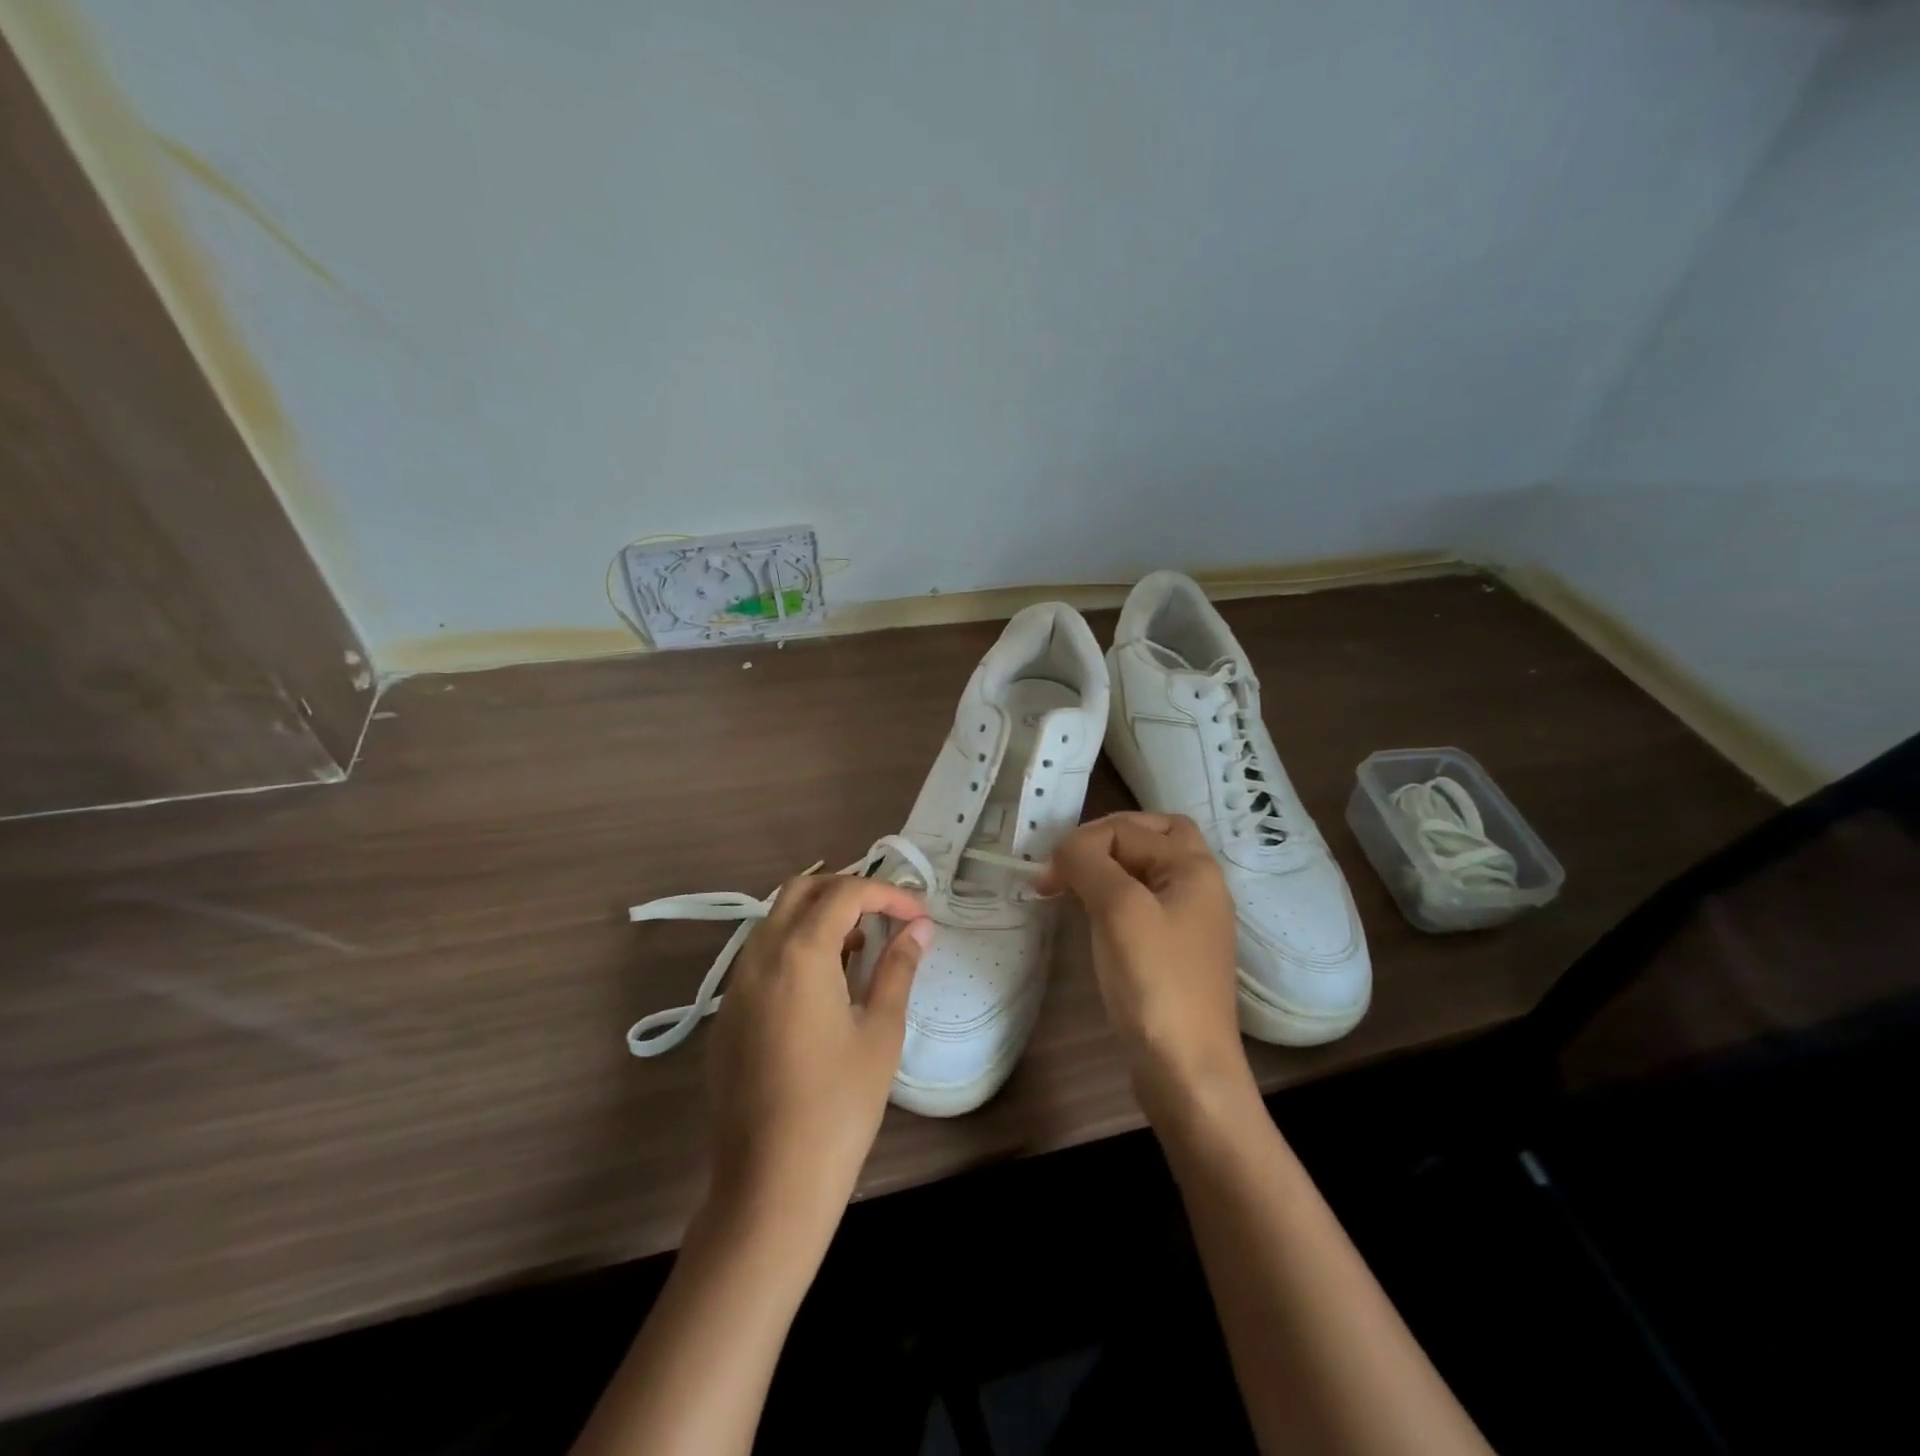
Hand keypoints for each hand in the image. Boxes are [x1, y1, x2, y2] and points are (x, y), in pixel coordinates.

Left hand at [703, 873, 931, 1244]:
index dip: (888, 893)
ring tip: (861, 948)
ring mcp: (736, 985)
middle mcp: (759, 956)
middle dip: (847, 891)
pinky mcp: (728, 1014)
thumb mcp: (880, 1032)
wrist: (771, 1183)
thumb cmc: (839, 1105)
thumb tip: (920, 928)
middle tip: (886, 916)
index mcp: (799, 954)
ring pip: (776, 920)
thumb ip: (898, 968)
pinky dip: (795, 946)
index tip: (919, 915)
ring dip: (819, 917)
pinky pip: (761, 956)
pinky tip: (824, 986)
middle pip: (801, 890)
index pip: (845, 893)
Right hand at [1038, 813, 1252, 1116]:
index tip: (1047, 876)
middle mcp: (1198, 885)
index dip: (1083, 843)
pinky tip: (1091, 913)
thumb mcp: (1119, 910)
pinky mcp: (1173, 948)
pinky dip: (1114, 895)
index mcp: (1194, 868)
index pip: (1129, 829)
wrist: (1186, 1069)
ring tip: (1071, 884)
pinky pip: (1143, 901)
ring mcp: (1188, 919)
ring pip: (1146, 868)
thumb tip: (1065, 849)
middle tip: (1071, 860)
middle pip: (1153, 836)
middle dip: (1108, 838)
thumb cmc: (1155, 982)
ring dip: (1109, 866)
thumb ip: (1089, 863)